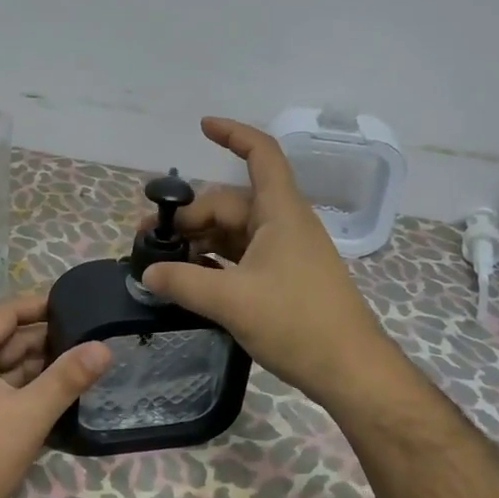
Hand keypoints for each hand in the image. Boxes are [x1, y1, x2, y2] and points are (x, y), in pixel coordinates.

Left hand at [0, 295, 110, 497]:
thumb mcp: (32, 414)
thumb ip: (68, 378)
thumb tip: (103, 346)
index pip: (4, 314)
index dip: (37, 305)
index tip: (71, 305)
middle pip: (3, 340)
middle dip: (42, 338)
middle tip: (82, 337)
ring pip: (1, 367)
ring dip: (34, 364)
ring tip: (74, 363)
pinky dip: (22, 386)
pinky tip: (49, 394)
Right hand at [140, 118, 404, 407]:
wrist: (351, 371)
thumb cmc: (297, 323)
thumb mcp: (232, 301)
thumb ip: (184, 282)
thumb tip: (147, 272)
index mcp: (280, 212)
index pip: (261, 154)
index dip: (232, 134)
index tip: (201, 126)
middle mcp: (283, 223)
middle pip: (230, 202)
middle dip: (189, 215)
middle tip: (149, 241)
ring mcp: (285, 251)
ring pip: (234, 231)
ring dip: (199, 241)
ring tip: (163, 263)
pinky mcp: (285, 278)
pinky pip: (243, 256)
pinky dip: (215, 261)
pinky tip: (191, 280)